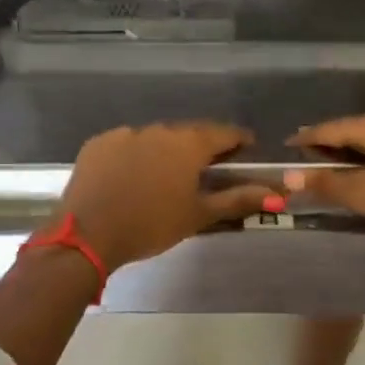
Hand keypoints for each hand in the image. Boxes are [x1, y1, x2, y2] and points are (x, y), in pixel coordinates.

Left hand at [60, 123, 271, 272]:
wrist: (87, 234)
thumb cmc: (151, 226)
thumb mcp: (198, 216)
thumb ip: (238, 200)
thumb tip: (277, 194)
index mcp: (188, 144)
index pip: (223, 133)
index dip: (238, 140)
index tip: (246, 150)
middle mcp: (159, 130)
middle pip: (188, 134)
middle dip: (200, 148)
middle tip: (205, 169)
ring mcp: (125, 133)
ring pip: (155, 138)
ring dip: (164, 152)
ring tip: (164, 178)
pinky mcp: (99, 143)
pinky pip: (126, 144)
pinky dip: (134, 156)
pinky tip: (130, 178)